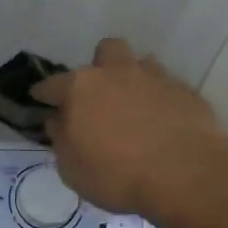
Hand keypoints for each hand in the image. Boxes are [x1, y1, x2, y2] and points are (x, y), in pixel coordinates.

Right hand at [31, 37, 227, 215]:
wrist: (186, 174)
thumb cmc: (117, 175)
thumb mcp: (72, 168)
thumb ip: (61, 138)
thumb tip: (58, 119)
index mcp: (81, 87)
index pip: (53, 84)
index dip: (44, 93)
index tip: (40, 99)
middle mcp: (117, 72)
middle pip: (105, 51)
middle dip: (100, 67)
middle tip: (100, 95)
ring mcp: (155, 78)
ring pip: (140, 63)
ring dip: (133, 78)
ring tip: (134, 105)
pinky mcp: (186, 92)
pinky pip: (167, 86)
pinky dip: (160, 99)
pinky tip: (163, 121)